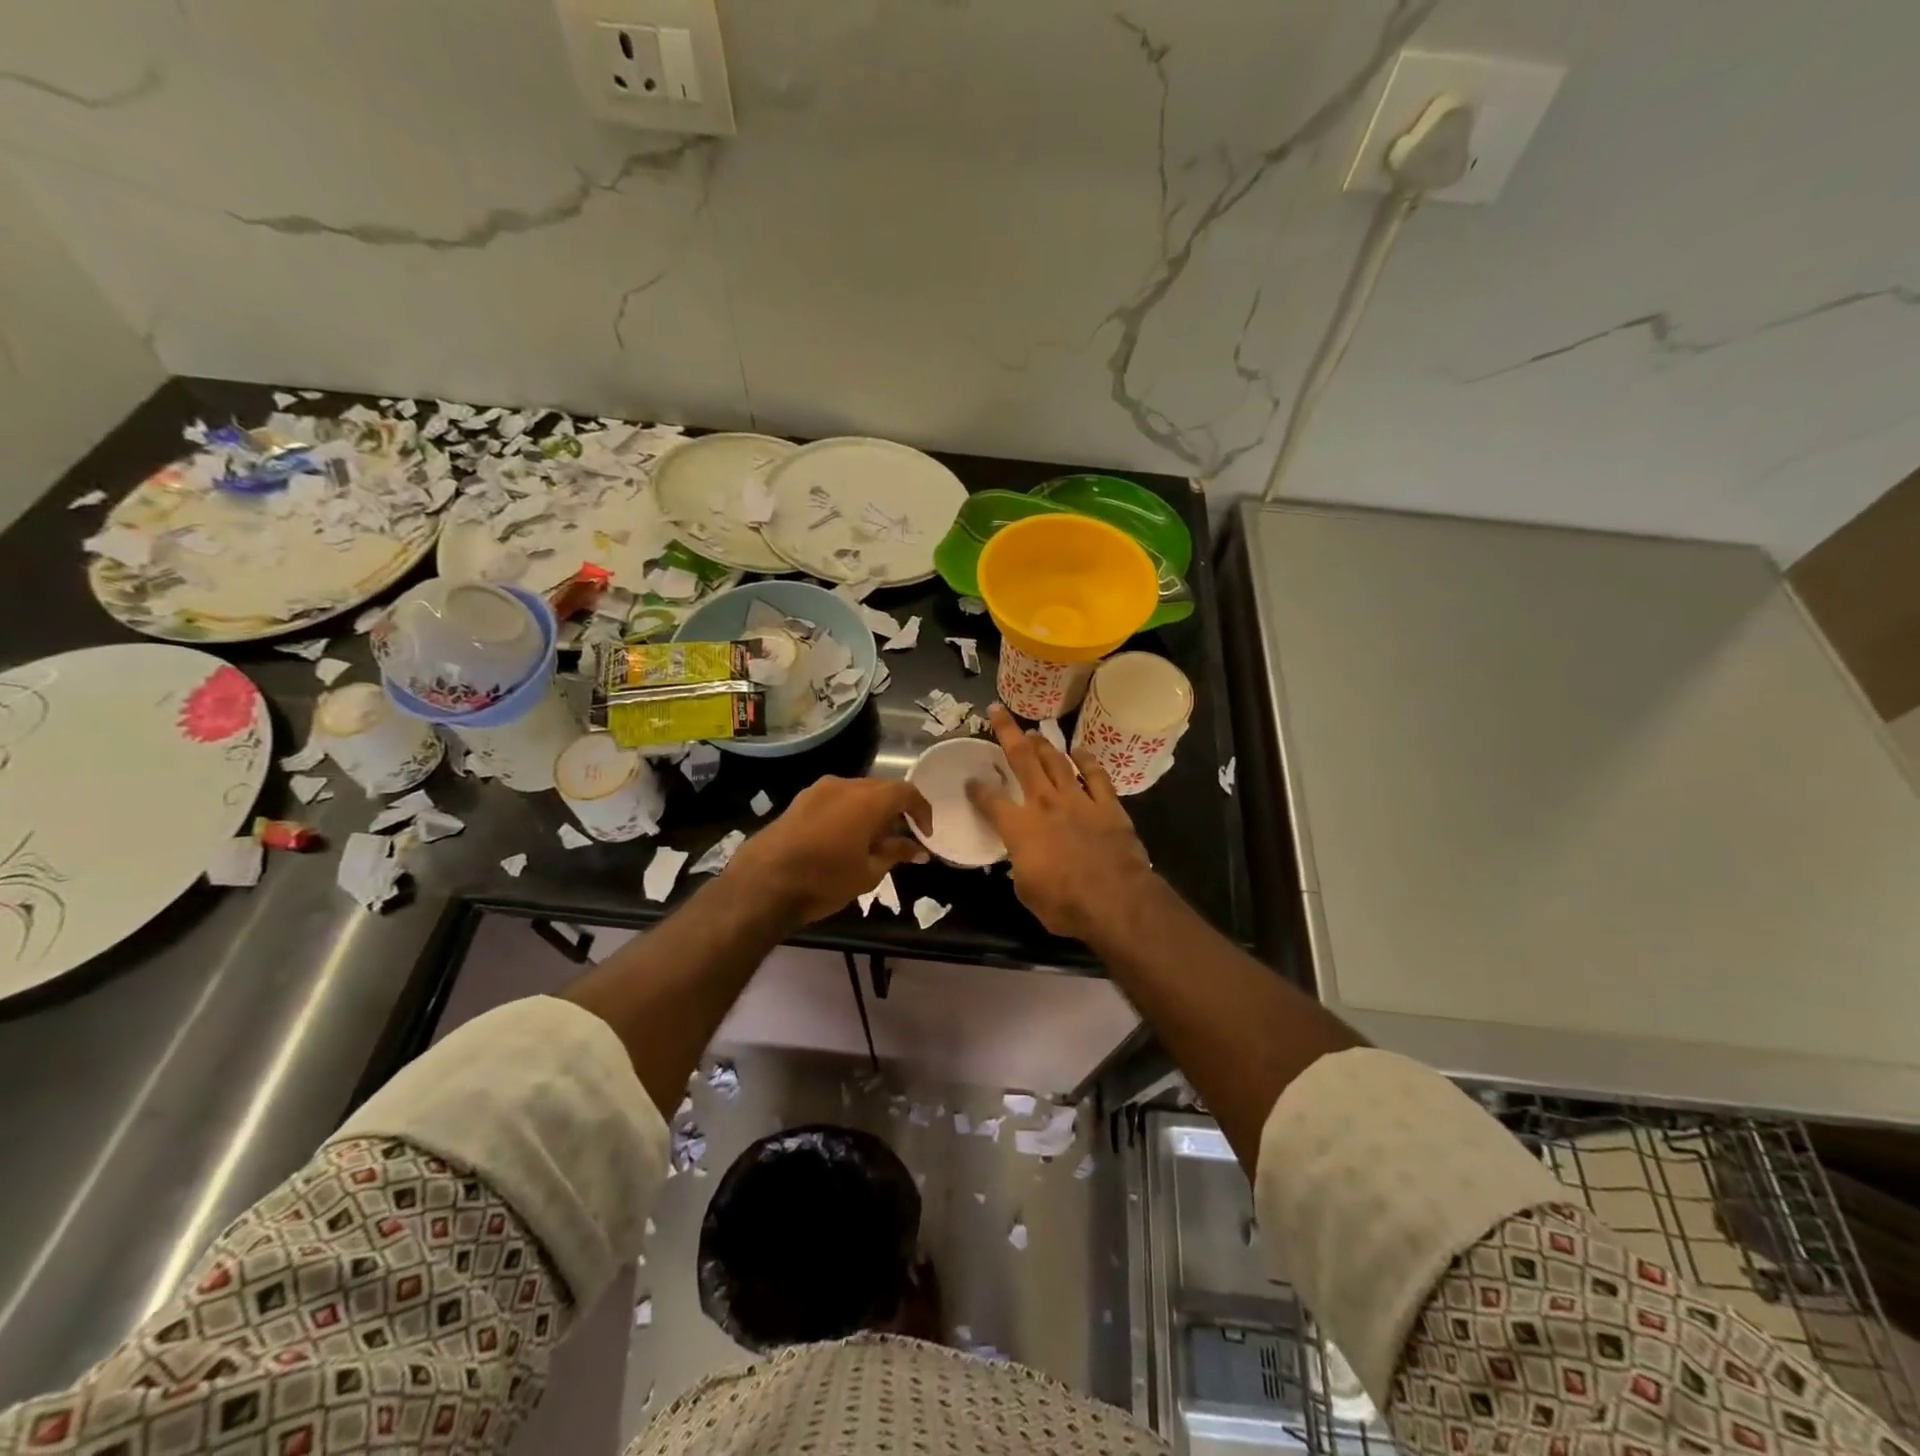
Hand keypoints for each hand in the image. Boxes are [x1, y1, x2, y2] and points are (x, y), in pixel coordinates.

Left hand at [726, 775, 931, 924]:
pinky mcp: (799, 800)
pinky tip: (844, 838)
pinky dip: (849, 812)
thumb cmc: (824, 880)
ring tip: (872, 840)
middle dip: (896, 810)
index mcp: (868, 799)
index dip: (921, 811)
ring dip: (871, 810)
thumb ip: (896, 853)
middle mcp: (845, 785)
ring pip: (856, 792)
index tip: (925, 834)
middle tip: (901, 838)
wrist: (762, 884)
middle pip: (881, 789)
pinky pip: (835, 799)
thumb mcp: (868, 872)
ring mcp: (818, 790)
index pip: (907, 793)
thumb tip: (918, 849)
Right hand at [966, 705, 1154, 941]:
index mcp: (1019, 827)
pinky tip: (1079, 750)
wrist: (1114, 900)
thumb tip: (1022, 857)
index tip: (970, 781)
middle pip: (1022, 760)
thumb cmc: (1063, 904)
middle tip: (997, 712)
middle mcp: (1044, 804)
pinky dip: (1086, 760)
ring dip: (1043, 744)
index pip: (990, 801)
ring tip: (1034, 732)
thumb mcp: (1026, 891)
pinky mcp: (1107, 805)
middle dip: (1007, 732)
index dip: (977, 790)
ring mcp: (1077, 800)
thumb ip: (1020, 865)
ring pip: (1056, 761)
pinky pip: (1095, 775)